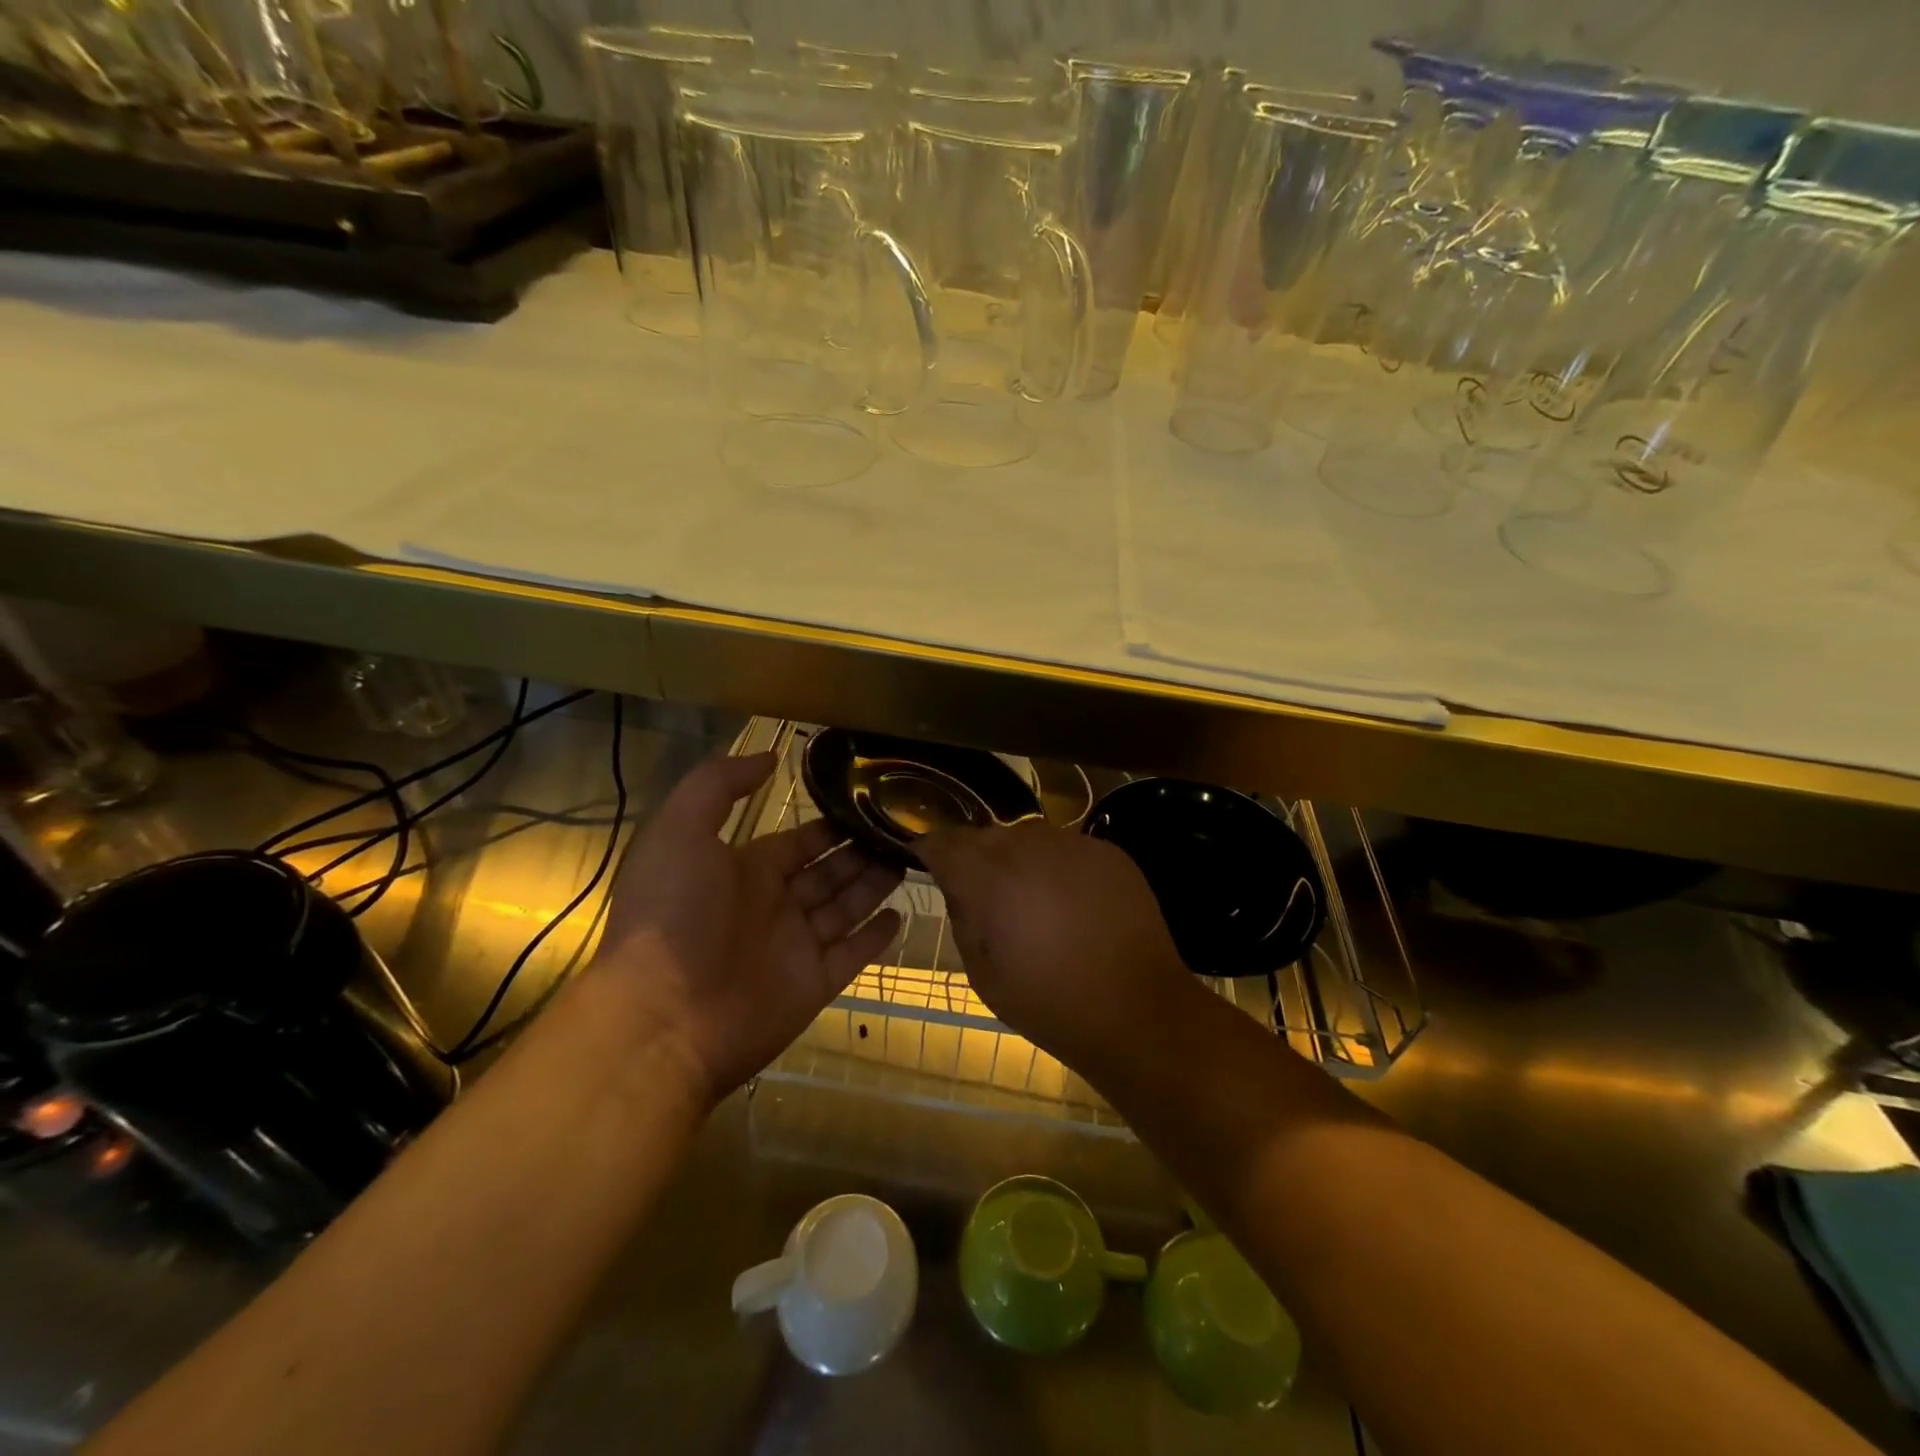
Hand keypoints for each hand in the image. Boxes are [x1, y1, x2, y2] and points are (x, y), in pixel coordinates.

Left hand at [593, 752, 903, 1104]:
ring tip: (911, 859)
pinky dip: (876, 937)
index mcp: (744, 871)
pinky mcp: (813, 986)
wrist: (663, 1017)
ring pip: (846, 908)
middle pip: (828, 873)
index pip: (798, 843)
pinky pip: (852, 955)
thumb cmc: (672, 914)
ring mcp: (795, 948)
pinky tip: (901, 915)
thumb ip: (720, 785)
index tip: (867, 804)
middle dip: (861, 852)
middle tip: (903, 830)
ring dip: (875, 885)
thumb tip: (771, 755)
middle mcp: (772, 906)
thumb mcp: (680, 830)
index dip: (829, 826)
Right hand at [916, 823, 1195, 1072]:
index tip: (927, 868)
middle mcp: (1028, 844)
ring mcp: (1072, 843)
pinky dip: (1059, 869)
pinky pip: (1068, 850)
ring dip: (1020, 863)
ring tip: (1033, 902)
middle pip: (986, 837)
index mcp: (988, 874)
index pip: (942, 842)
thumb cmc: (1048, 1002)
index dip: (929, 853)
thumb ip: (962, 915)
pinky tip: (1073, 905)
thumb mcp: (982, 972)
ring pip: (1028, 840)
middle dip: (977, 860)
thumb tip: (957, 885)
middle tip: (986, 898)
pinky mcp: (1108, 852)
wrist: (1136, 1010)